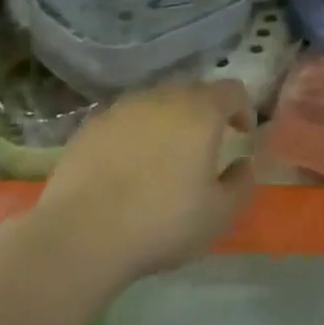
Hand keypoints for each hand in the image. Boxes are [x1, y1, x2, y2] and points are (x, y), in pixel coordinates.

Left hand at [36, 80, 255, 280]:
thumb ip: (241, 183)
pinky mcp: (90, 126)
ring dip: (168, 120)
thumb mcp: (219, 214)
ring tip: (165, 155)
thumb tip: (242, 164)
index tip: (242, 134)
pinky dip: (135, 133)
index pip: (231, 90)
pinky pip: (124, 119)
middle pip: (192, 90)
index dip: (243, 108)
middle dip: (205, 111)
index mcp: (200, 112)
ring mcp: (121, 109)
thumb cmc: (162, 222)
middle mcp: (162, 98)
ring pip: (155, 102)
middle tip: (206, 144)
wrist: (80, 234)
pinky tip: (129, 165)